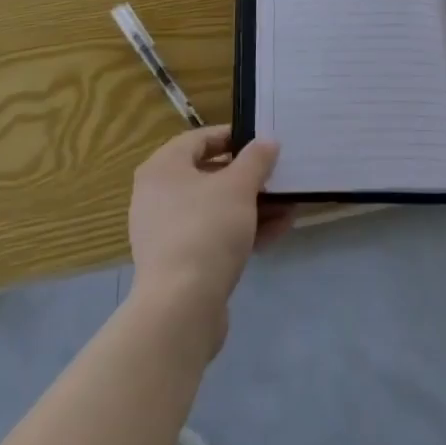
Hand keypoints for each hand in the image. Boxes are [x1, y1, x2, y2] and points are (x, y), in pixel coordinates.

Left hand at [127, 127, 293, 342]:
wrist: (181, 309)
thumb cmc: (206, 229)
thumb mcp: (239, 186)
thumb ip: (256, 159)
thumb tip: (267, 141)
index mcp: (162, 168)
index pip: (199, 139)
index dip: (232, 136)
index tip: (262, 141)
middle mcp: (157, 196)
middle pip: (209, 175)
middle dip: (249, 177)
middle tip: (278, 175)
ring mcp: (166, 233)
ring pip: (215, 208)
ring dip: (252, 206)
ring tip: (288, 206)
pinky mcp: (178, 264)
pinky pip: (213, 236)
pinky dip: (241, 231)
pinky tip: (277, 232)